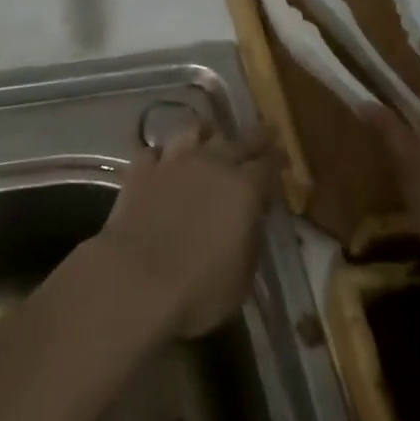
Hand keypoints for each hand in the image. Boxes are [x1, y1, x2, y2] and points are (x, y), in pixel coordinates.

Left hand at [94, 126, 276, 338]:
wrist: (136, 280)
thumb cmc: (199, 290)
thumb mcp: (243, 275)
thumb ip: (251, 237)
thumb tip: (250, 218)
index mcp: (244, 188)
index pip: (268, 164)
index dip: (278, 160)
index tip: (283, 160)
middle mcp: (211, 163)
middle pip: (238, 139)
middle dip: (255, 136)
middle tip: (264, 130)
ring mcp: (173, 161)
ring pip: (194, 131)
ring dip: (206, 133)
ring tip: (210, 134)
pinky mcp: (141, 168)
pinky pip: (156, 150)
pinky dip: (164, 153)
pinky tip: (165, 160)